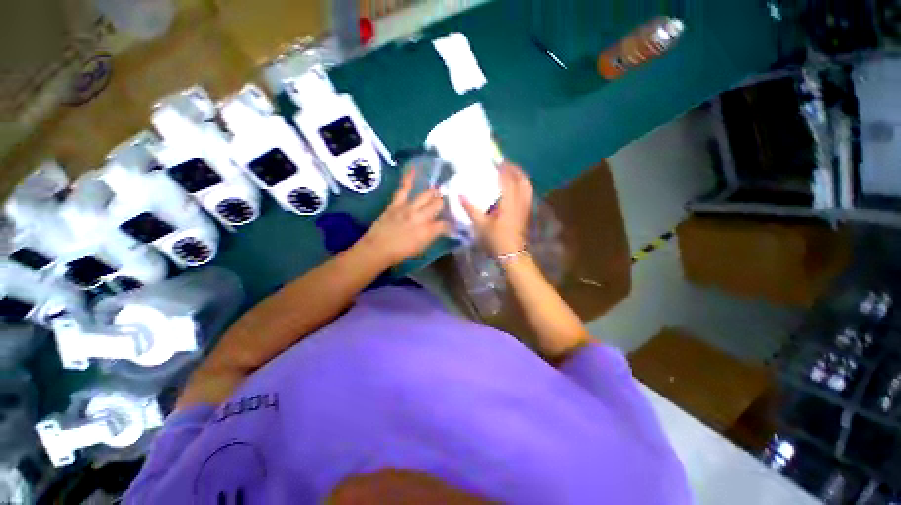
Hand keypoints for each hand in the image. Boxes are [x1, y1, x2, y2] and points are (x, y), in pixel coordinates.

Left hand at [361, 169, 449, 267]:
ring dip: (433, 193)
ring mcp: (409, 208)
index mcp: (428, 231)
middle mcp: (421, 217)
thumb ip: (431, 237)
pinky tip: (414, 167)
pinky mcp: (397, 203)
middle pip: (437, 205)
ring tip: (438, 191)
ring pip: (426, 195)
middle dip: (443, 203)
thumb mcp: (421, 249)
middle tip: (445, 204)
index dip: (451, 224)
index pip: (445, 224)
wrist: (377, 249)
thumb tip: (439, 229)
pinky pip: (404, 188)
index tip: (453, 224)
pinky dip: (409, 177)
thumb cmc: (400, 253)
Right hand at [461, 161, 533, 256]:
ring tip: (510, 171)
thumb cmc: (496, 239)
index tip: (495, 160)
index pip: (508, 179)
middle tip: (503, 163)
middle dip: (513, 168)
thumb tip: (460, 194)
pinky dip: (522, 184)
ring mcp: (525, 206)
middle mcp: (520, 201)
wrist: (511, 254)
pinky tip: (515, 186)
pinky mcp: (526, 211)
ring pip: (527, 185)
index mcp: (509, 202)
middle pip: (521, 179)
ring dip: (519, 175)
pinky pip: (527, 192)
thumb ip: (471, 208)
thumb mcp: (480, 225)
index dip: (502, 168)